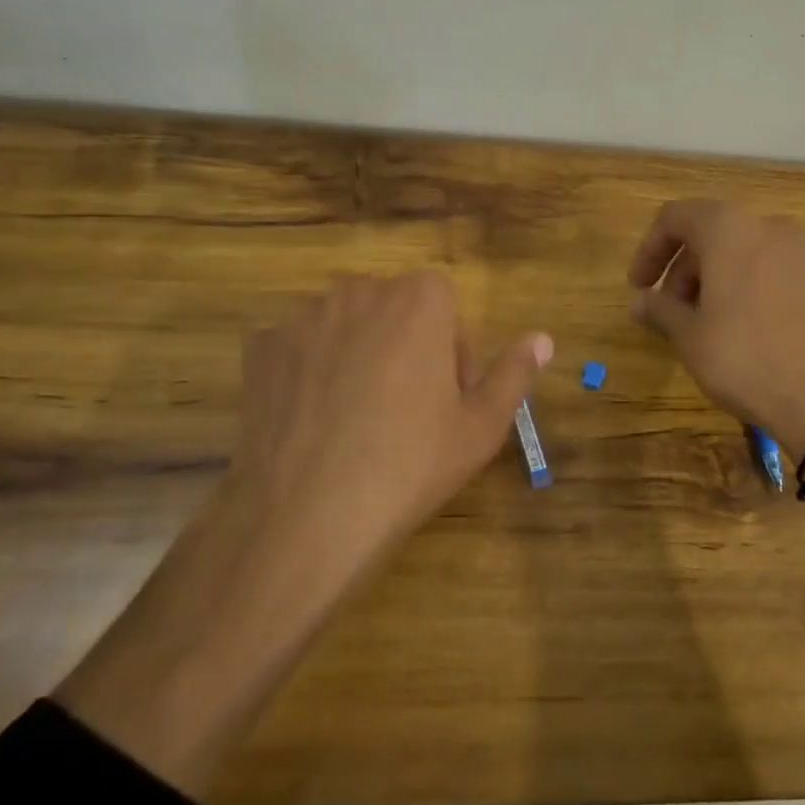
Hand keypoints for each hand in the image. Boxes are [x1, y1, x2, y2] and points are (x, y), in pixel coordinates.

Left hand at [57, 273, 549, 797]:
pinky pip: (299, 346)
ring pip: (347, 325)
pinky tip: (313, 419)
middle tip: (406, 411)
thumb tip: (543, 338)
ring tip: (357, 418)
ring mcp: (304, 316)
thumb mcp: (481, 426)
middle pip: (394, 310)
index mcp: (420, 298)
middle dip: (406, 347)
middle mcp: (360, 290)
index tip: (447, 399)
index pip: (445, 305)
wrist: (307, 515)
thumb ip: (515, 373)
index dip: (451, 351)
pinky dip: (310, 370)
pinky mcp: (260, 347)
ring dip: (358, 354)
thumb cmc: (410, 464)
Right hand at [629, 200, 804, 598]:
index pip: (675, 217)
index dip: (650, 249)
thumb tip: (639, 302)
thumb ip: (660, 309)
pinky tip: (740, 325)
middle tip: (668, 310)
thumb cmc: (746, 359)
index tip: (639, 286)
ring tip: (702, 321)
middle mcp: (769, 225)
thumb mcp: (690, 336)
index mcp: (729, 229)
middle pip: (711, 231)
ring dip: (713, 276)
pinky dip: (746, 282)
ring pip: (743, 249)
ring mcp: (803, 250)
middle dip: (682, 267)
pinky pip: (771, 265)